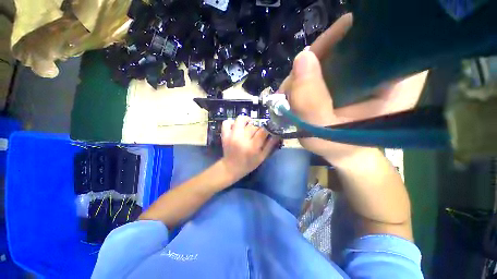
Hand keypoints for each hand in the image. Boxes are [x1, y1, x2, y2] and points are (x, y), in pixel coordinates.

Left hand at [220, 116, 278, 179]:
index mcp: (252, 146)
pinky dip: (232, 122)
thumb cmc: (248, 164)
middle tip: (258, 132)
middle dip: (258, 127)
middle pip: (253, 125)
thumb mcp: (262, 157)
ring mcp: (232, 136)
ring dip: (247, 120)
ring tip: (249, 125)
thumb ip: (270, 145)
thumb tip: (277, 134)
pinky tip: (237, 126)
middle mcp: (242, 139)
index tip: (269, 129)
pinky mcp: (225, 135)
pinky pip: (226, 123)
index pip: (262, 131)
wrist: (231, 168)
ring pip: (240, 120)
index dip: (267, 128)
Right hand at [280, 13, 427, 163]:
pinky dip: (305, 76)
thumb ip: (311, 102)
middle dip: (313, 61)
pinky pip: (322, 63)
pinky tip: (296, 91)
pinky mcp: (347, 75)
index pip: (378, 34)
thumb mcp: (323, 132)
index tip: (316, 55)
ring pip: (330, 52)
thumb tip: (301, 58)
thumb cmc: (340, 147)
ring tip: (291, 95)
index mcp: (396, 78)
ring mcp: (362, 69)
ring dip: (304, 72)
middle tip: (294, 88)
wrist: (342, 153)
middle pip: (346, 41)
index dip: (344, 36)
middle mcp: (383, 65)